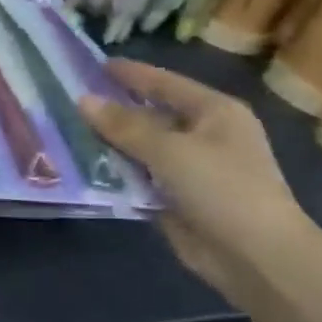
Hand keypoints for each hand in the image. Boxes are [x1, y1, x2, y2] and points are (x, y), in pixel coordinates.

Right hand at [79, 60, 309, 307]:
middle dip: (112, 109)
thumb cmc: (221, 188)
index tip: (93, 64)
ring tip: (65, 129)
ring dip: (109, 142)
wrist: (256, 257)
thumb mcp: (169, 150)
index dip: (130, 73)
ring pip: (140, 147)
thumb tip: (82, 100)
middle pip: (150, 114)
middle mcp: (204, 135)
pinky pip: (138, 176)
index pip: (164, 83)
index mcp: (214, 112)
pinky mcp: (176, 198)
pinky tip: (81, 165)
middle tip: (69, 98)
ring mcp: (190, 168)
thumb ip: (123, 125)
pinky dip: (114, 172)